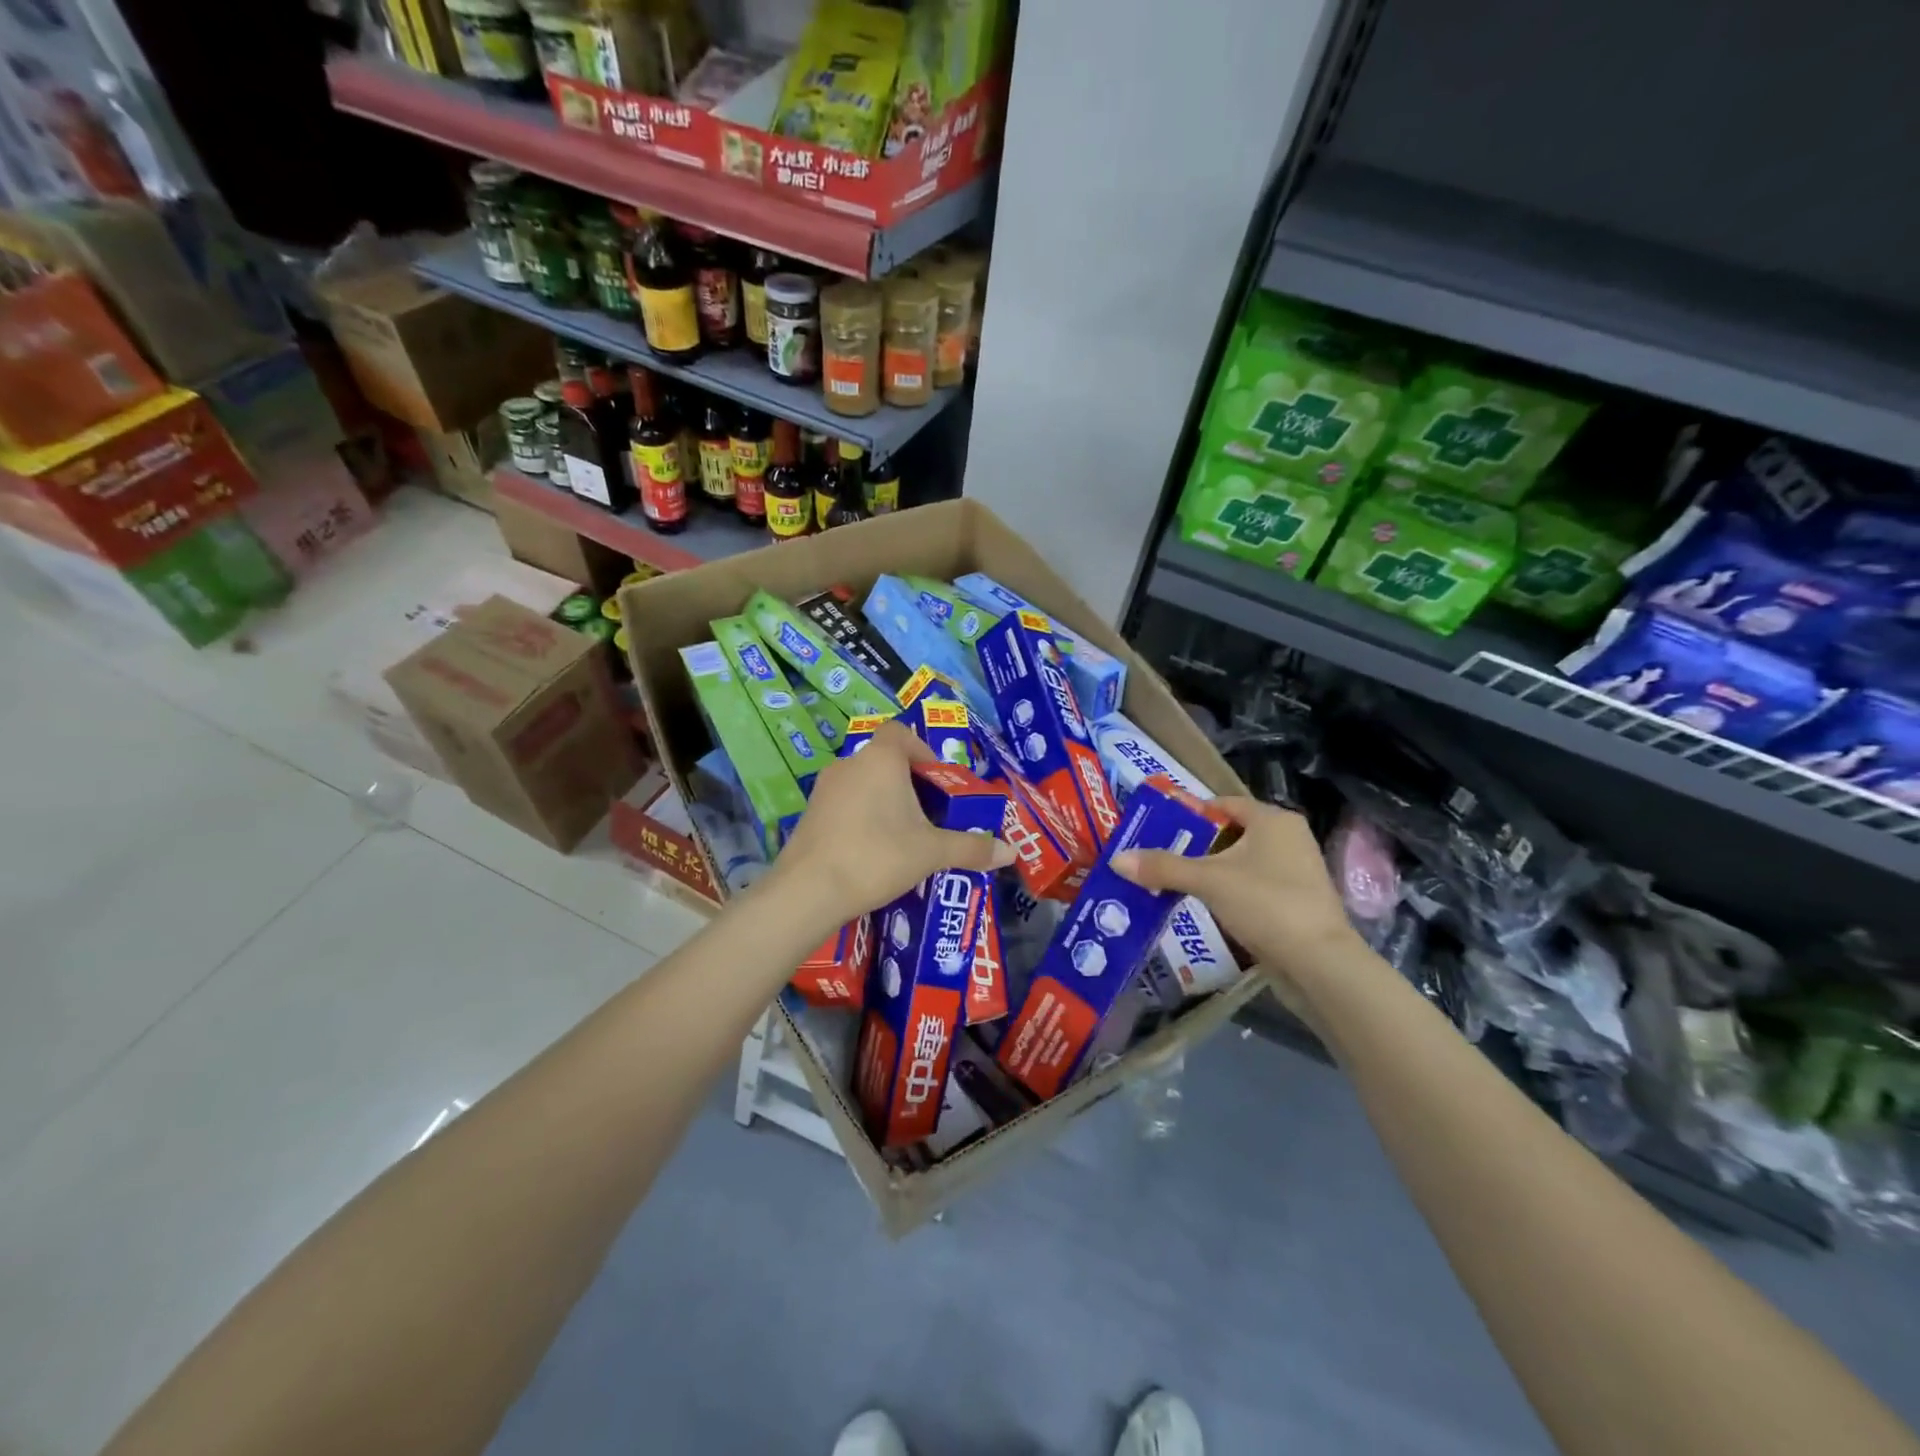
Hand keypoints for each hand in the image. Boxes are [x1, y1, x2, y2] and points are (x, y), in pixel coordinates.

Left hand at [771, 722, 1013, 929]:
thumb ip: (972, 848)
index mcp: (880, 759)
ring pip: (863, 783)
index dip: (922, 750)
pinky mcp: (809, 814)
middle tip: (929, 814)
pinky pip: (844, 804)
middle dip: (908, 782)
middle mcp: (849, 764)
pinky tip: (872, 851)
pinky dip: (861, 817)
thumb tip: (1012, 852)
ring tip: (904, 836)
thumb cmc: (877, 856)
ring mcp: (824, 789)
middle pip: (884, 760)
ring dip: (884, 801)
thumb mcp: (931, 852)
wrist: (808, 891)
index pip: (901, 733)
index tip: (937, 780)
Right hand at [1111, 797, 1362, 996]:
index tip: (1158, 827)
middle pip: (1232, 833)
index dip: (1190, 813)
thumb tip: (1116, 859)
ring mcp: (1297, 872)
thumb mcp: (1208, 881)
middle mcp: (1289, 838)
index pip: (1224, 804)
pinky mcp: (1297, 903)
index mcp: (1273, 820)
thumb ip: (1163, 867)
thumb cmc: (1266, 904)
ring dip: (1211, 872)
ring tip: (1174, 882)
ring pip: (1242, 863)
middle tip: (1159, 856)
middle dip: (1196, 845)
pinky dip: (1229, 893)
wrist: (1320, 963)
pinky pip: (1253, 887)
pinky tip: (1204, 907)